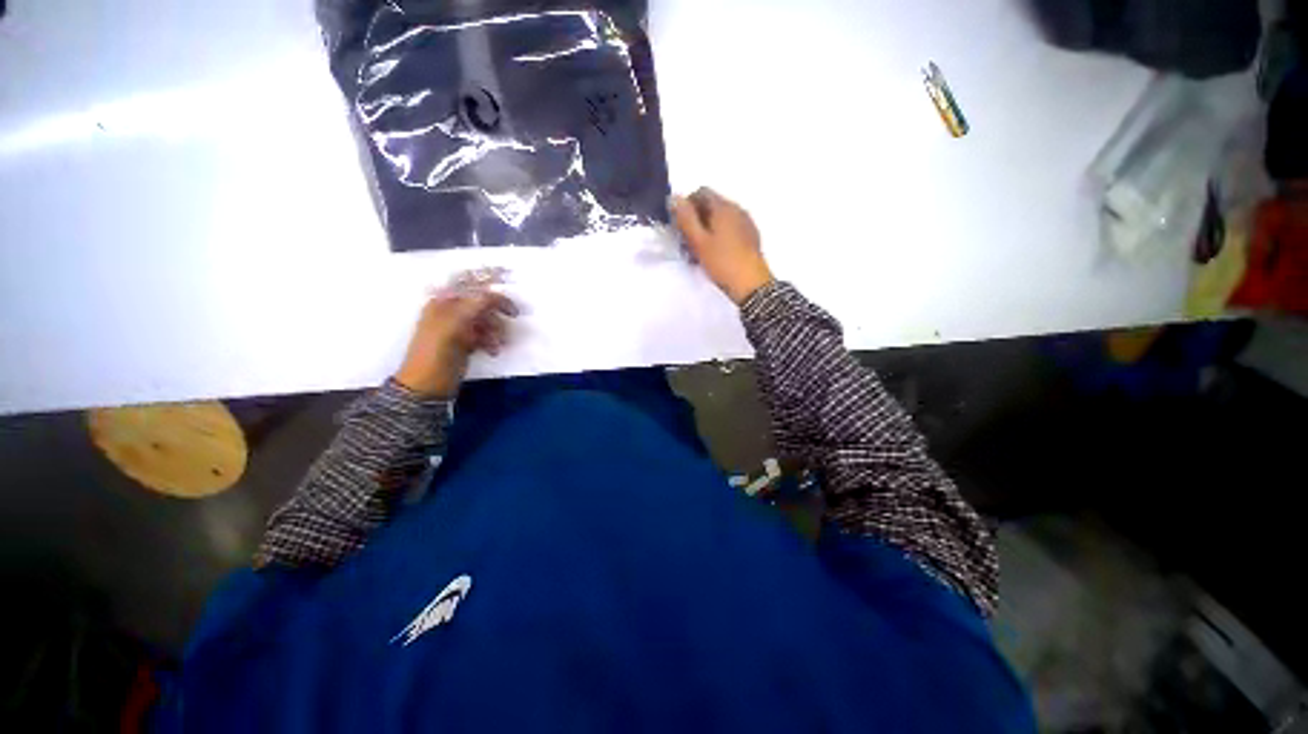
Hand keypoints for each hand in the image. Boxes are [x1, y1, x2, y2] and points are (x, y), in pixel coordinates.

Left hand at [394, 269, 517, 398]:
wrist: (427, 386)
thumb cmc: (436, 353)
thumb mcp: (454, 324)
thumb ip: (474, 305)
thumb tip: (493, 294)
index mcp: (443, 302)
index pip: (471, 286)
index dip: (491, 290)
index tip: (510, 299)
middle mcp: (451, 311)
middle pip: (482, 303)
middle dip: (496, 314)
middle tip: (511, 320)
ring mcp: (458, 328)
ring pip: (486, 320)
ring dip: (496, 330)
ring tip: (497, 344)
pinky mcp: (465, 343)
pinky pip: (485, 334)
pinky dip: (492, 340)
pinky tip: (493, 350)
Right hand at [672, 187, 772, 303]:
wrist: (752, 285)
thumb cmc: (722, 262)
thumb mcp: (699, 241)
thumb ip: (685, 218)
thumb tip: (674, 197)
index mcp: (724, 207)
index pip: (701, 192)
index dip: (686, 206)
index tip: (679, 226)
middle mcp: (737, 209)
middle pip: (711, 206)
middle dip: (695, 220)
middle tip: (686, 242)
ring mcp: (746, 224)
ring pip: (720, 219)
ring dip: (705, 231)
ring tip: (697, 252)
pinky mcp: (750, 238)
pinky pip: (729, 230)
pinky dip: (718, 237)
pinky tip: (713, 256)